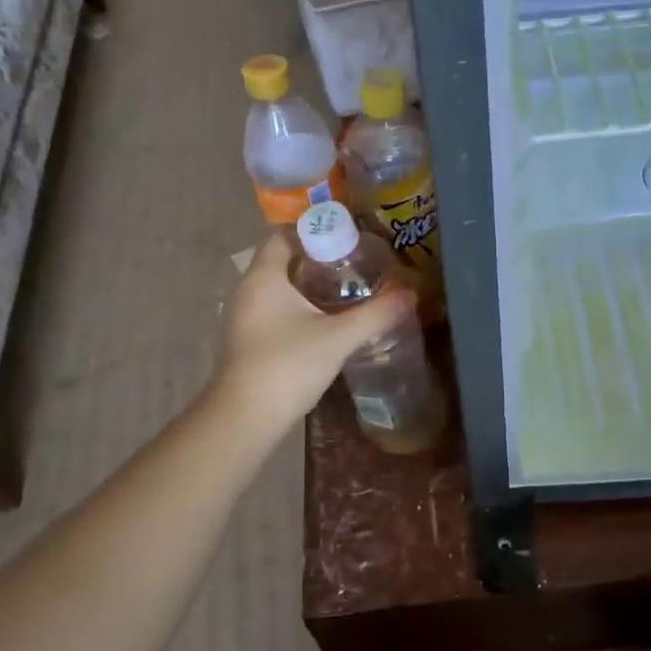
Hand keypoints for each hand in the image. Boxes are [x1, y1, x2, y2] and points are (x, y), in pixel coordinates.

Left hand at [213, 232, 415, 429]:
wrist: (244, 419)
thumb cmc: (287, 366)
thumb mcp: (338, 338)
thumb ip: (376, 314)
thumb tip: (409, 295)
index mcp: (263, 277)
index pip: (283, 235)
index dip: (314, 231)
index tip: (347, 239)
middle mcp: (246, 290)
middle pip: (282, 262)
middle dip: (318, 261)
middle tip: (354, 266)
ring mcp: (242, 318)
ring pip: (278, 290)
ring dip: (308, 288)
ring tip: (346, 293)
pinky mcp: (245, 342)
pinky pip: (273, 313)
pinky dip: (297, 311)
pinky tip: (324, 325)